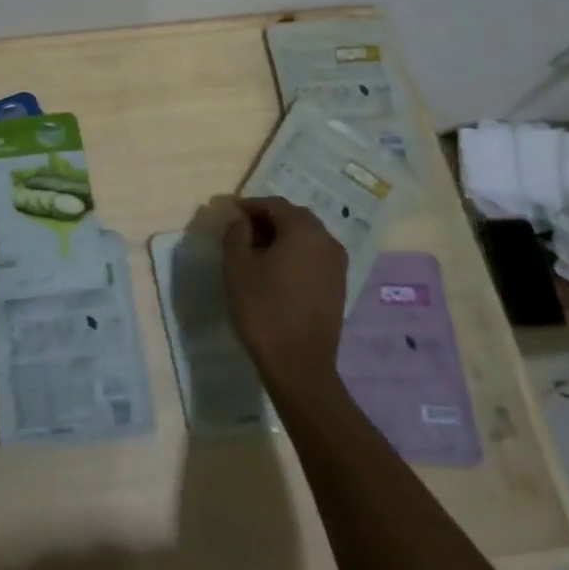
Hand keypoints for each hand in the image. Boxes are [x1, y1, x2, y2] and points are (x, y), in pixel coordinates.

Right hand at [221, 197, 349, 393]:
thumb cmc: (263, 309)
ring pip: (306, 237)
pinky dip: (294, 253)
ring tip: (255, 251)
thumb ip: (236, 233)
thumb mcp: (237, 266)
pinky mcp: (338, 286)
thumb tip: (241, 219)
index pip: (274, 205)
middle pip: (294, 217)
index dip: (250, 205)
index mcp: (304, 231)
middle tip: (241, 230)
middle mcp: (327, 241)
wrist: (299, 364)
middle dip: (267, 219)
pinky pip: (314, 256)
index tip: (229, 213)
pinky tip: (275, 270)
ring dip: (281, 236)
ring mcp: (337, 265)